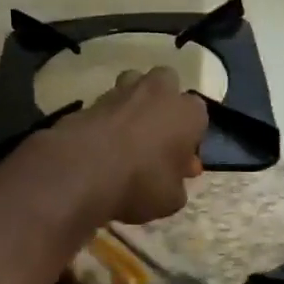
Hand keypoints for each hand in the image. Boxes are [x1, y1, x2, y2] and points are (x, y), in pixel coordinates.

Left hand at [50, 68, 207, 225]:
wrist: (84, 170)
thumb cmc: (142, 182)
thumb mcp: (172, 200)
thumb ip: (177, 185)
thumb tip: (173, 179)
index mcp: (188, 112)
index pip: (199, 116)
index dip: (190, 139)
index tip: (181, 161)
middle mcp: (158, 92)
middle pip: (167, 84)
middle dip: (164, 103)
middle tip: (157, 136)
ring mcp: (121, 92)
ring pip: (133, 85)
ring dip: (134, 104)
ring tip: (128, 135)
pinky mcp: (89, 101)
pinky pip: (105, 107)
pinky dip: (106, 120)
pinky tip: (101, 146)